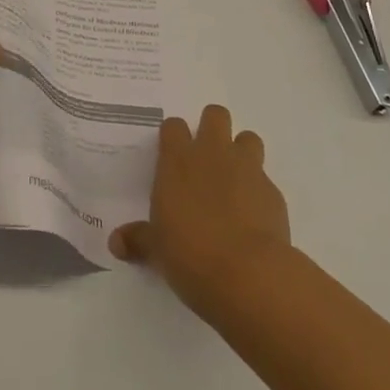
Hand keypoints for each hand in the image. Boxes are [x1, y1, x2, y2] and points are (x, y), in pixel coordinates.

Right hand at [110, 104, 291, 312]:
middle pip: (215, 115)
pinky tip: (253, 216)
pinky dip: (259, 192)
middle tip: (207, 158)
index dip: (174, 137)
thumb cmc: (190, 254)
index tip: (172, 155)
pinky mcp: (273, 192)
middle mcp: (212, 154)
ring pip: (248, 138)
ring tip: (234, 180)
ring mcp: (247, 169)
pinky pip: (265, 180)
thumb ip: (138, 240)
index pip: (173, 126)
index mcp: (177, 160)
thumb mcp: (157, 249)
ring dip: (241, 152)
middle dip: (212, 128)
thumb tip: (115, 243)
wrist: (248, 274)